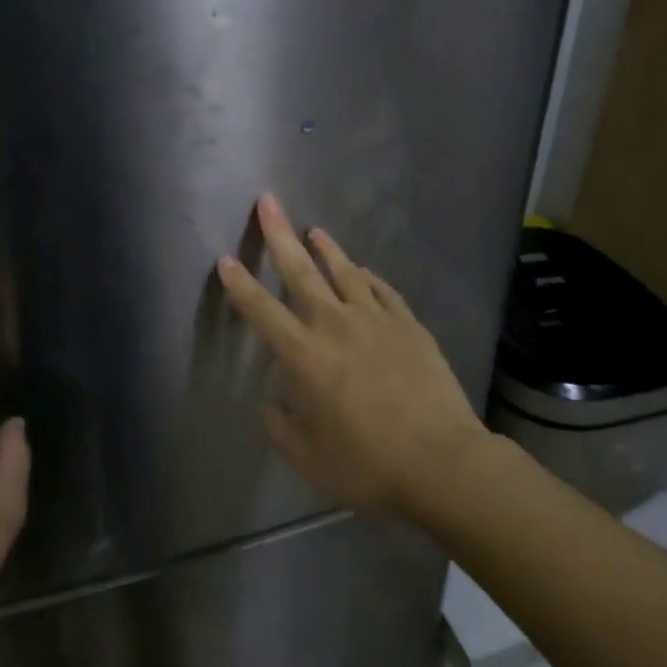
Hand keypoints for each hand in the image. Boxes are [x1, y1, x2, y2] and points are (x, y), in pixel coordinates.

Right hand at [216, 195, 485, 517]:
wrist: (441, 461)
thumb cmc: (368, 465)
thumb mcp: (310, 458)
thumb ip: (282, 426)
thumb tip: (273, 402)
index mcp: (304, 356)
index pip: (262, 311)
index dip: (240, 284)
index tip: (225, 258)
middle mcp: (336, 325)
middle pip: (300, 272)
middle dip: (279, 235)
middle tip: (268, 201)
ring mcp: (377, 320)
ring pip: (345, 272)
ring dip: (326, 248)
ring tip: (314, 229)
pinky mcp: (409, 324)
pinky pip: (383, 290)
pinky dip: (368, 277)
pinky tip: (362, 270)